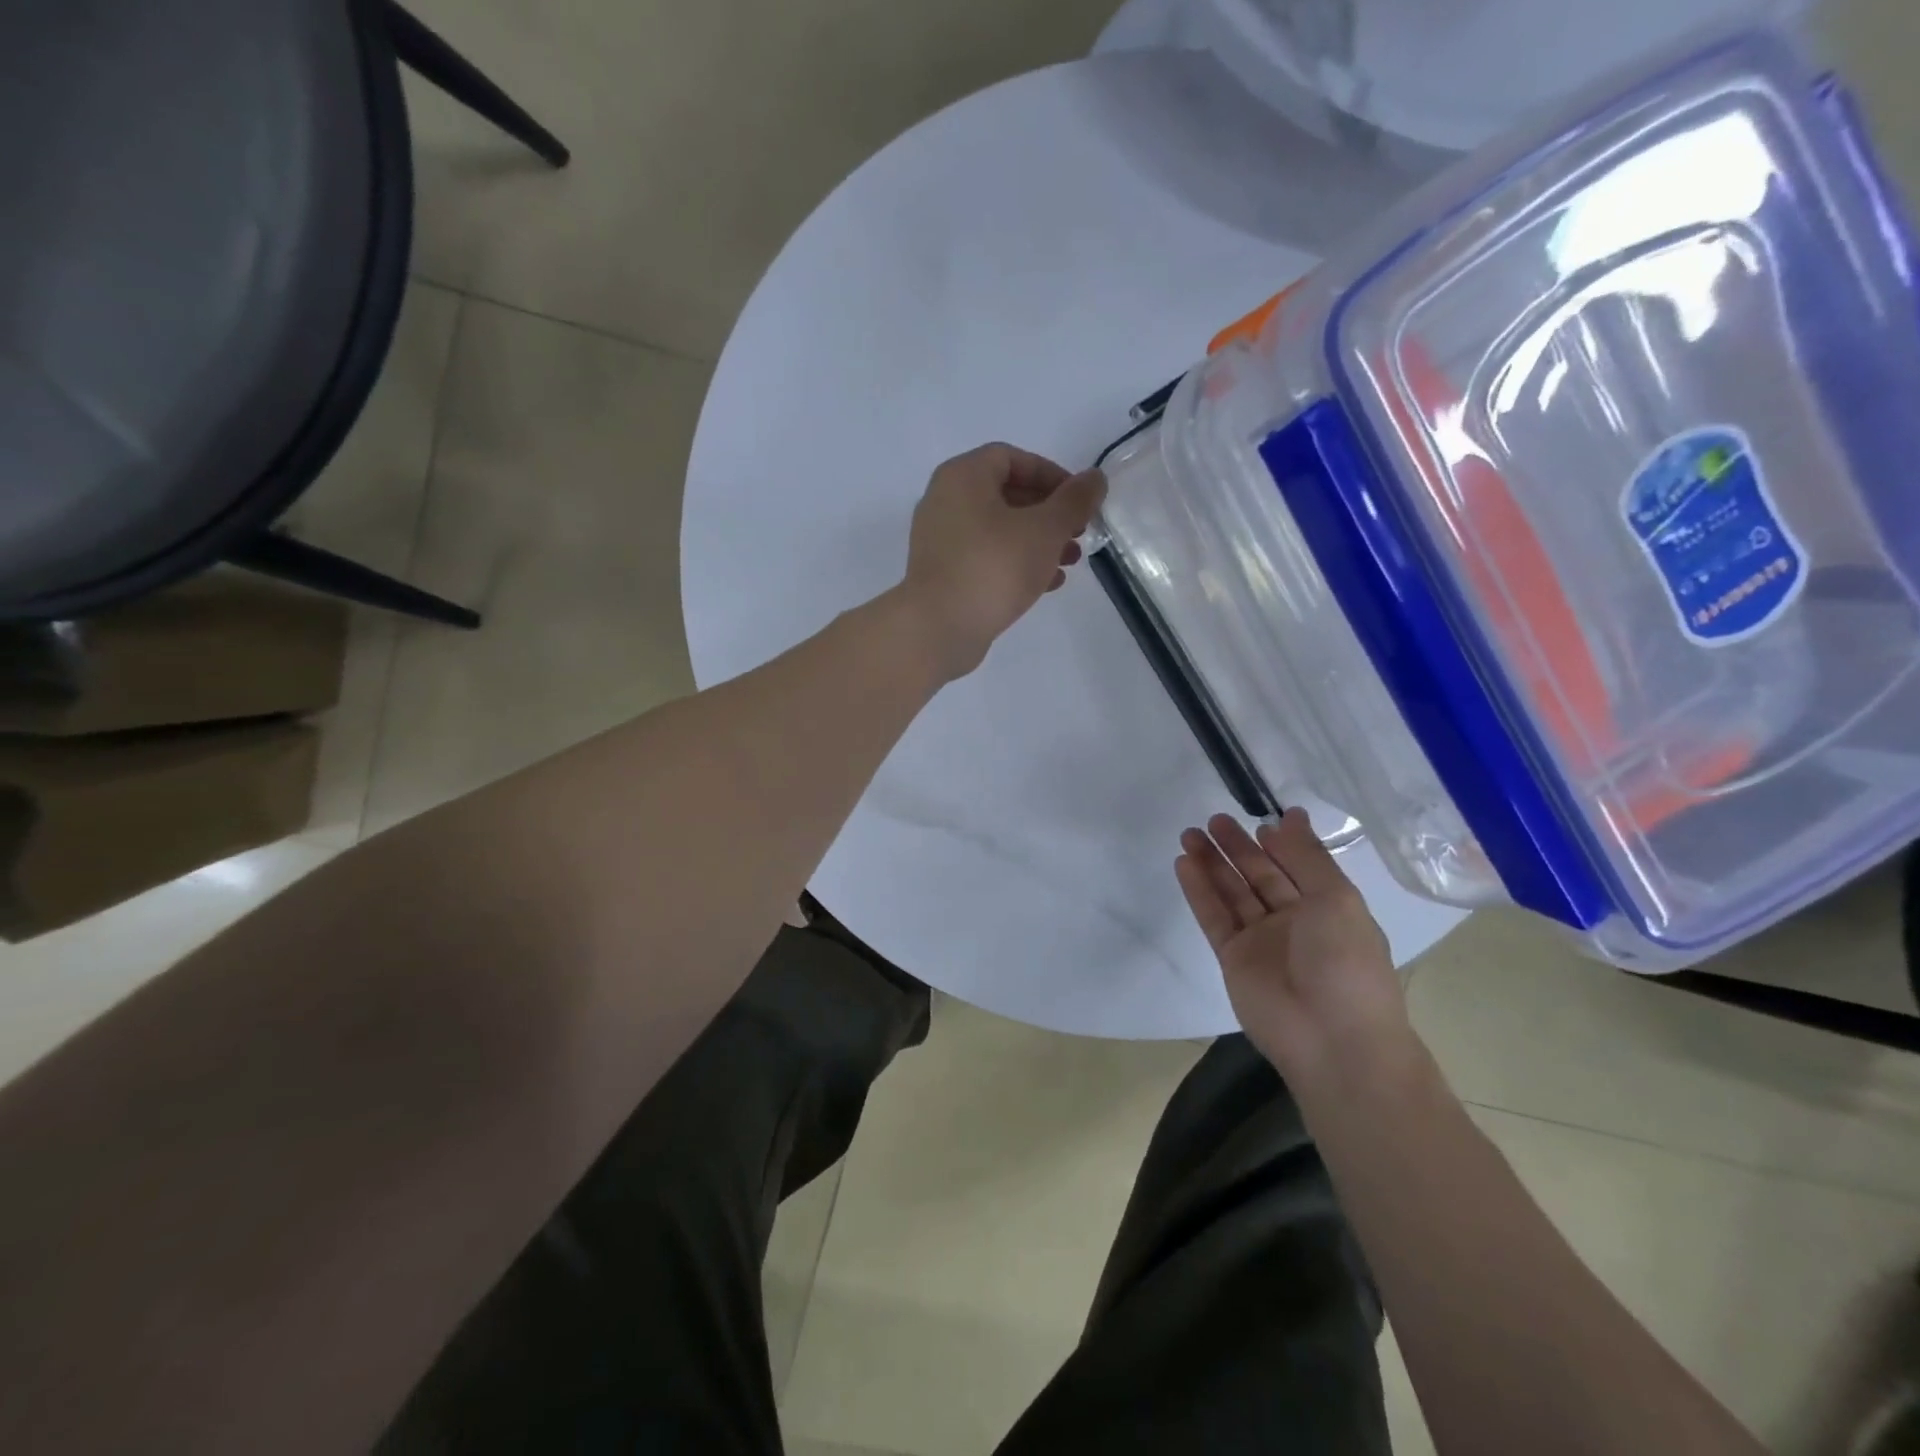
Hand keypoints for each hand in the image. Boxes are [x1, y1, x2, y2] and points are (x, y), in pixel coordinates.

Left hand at [900, 443, 1105, 679]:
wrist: (939, 629)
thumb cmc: (994, 567)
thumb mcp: (1045, 529)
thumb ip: (1075, 501)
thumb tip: (1094, 478)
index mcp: (963, 476)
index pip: (1012, 458)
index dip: (1052, 474)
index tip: (1079, 500)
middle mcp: (945, 501)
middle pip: (1006, 494)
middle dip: (1049, 513)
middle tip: (1079, 533)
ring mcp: (940, 540)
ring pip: (998, 530)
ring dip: (1038, 541)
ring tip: (1070, 561)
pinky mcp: (943, 575)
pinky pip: (985, 558)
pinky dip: (1016, 563)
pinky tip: (1047, 584)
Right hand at [1177, 810, 1410, 1081]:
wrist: (1331, 1039)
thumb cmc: (1345, 962)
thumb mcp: (1337, 898)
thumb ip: (1307, 856)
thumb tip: (1292, 815)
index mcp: (1328, 908)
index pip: (1296, 867)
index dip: (1278, 845)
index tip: (1257, 821)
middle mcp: (1293, 922)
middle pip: (1258, 876)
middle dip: (1237, 848)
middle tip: (1212, 820)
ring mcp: (1260, 941)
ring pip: (1231, 893)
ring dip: (1211, 864)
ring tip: (1189, 834)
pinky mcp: (1232, 958)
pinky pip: (1213, 917)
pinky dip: (1198, 890)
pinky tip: (1184, 863)